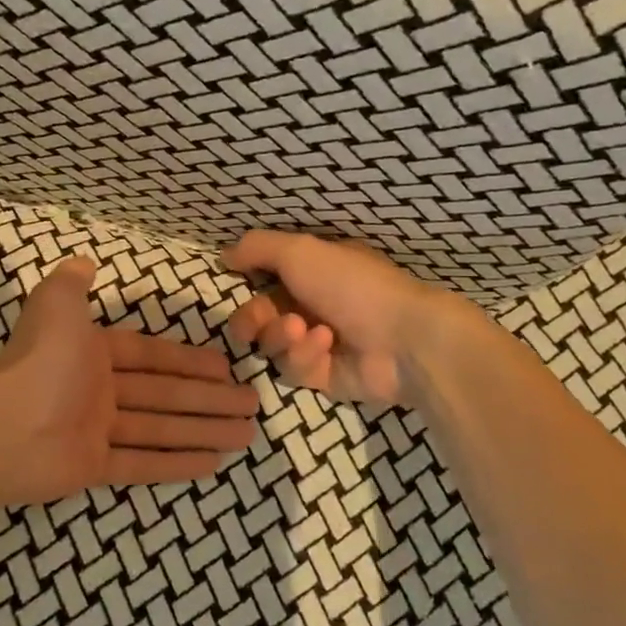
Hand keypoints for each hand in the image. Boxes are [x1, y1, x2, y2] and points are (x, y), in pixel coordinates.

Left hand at [0, 256, 260, 505]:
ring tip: (245, 434)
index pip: (152, 356)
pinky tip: (213, 464)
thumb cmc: (40, 362)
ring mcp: (98, 431)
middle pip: (165, 394)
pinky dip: (176, 463)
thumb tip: (85, 262)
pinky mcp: (95, 468)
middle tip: (251, 404)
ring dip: (203, 430)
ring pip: (162, 429)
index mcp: (94, 354)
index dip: (189, 360)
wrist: (3, 428)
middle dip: (208, 398)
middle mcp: (99, 391)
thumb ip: (73, 283)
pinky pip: (143, 463)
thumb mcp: (56, 305)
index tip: (226, 367)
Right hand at [223, 230, 485, 406]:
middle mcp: (312, 305)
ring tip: (305, 331)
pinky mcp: (322, 377)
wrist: (402, 338)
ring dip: (282, 335)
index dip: (246, 286)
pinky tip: (326, 346)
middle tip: (261, 321)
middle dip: (254, 319)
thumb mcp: (299, 251)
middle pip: (257, 317)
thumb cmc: (352, 285)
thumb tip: (223, 255)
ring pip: (270, 344)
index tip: (238, 284)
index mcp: (312, 273)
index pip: (263, 281)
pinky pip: (292, 368)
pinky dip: (304, 355)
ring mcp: (317, 343)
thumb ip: (257, 248)